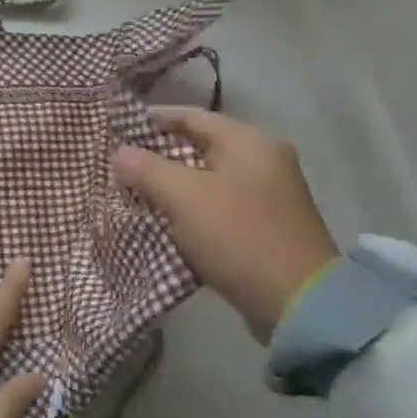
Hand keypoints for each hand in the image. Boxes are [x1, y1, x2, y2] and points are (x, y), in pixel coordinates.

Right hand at [113, 108, 338, 344]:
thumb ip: (147, 169)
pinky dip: (192, 207)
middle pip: (200, 145)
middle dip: (159, 156)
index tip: (118, 130)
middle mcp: (263, 158)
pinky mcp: (266, 224)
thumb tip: (120, 152)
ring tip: (136, 193)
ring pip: (208, 177)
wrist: (298, 302)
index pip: (191, 116)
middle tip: (122, 166)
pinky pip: (219, 204)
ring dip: (173, 184)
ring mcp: (268, 193)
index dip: (152, 120)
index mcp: (248, 141)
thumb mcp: (184, 197)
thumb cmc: (238, 235)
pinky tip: (166, 220)